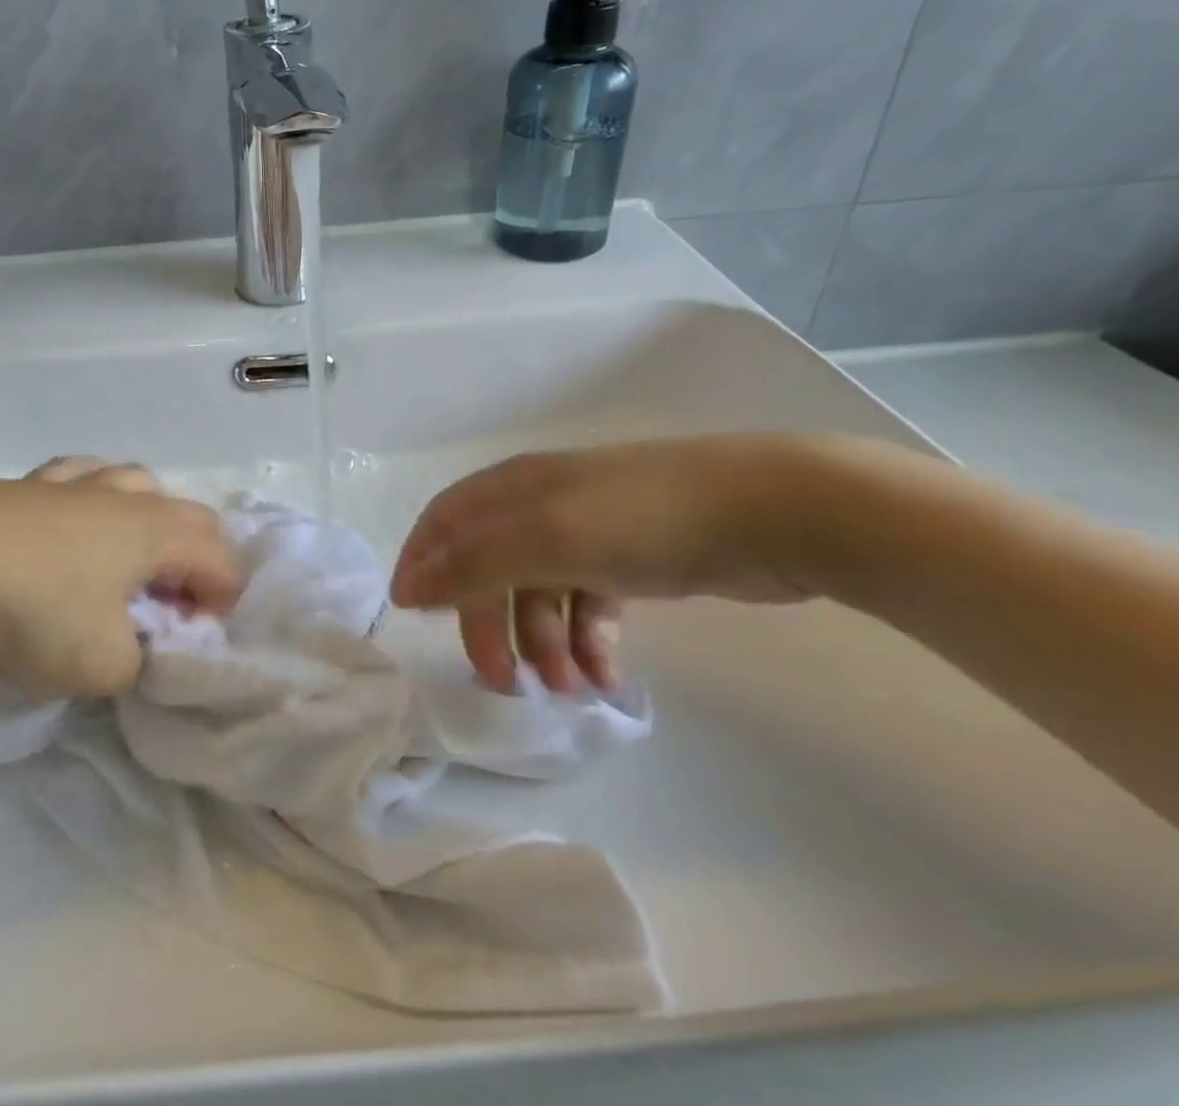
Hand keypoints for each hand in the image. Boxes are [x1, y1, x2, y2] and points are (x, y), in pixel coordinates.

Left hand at [0, 459, 236, 697]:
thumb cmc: (30, 610)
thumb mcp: (100, 664)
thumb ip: (137, 664)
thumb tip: (135, 652)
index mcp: (154, 530)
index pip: (219, 558)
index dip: (225, 601)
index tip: (200, 643)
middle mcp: (122, 497)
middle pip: (186, 514)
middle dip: (197, 559)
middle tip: (176, 607)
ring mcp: (70, 484)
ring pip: (134, 484)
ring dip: (149, 522)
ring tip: (129, 562)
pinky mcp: (22, 487)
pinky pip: (79, 482)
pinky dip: (92, 505)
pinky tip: (70, 530)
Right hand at [391, 435, 820, 693]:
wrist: (771, 511)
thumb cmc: (642, 518)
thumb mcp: (547, 538)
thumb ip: (473, 563)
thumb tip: (407, 588)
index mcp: (513, 489)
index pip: (445, 523)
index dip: (423, 565)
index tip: (411, 618)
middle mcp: (541, 506)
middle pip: (489, 568)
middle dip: (489, 626)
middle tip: (503, 684)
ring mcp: (587, 533)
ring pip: (538, 595)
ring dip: (543, 645)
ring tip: (572, 689)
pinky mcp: (629, 560)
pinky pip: (586, 607)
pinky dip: (588, 643)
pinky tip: (607, 678)